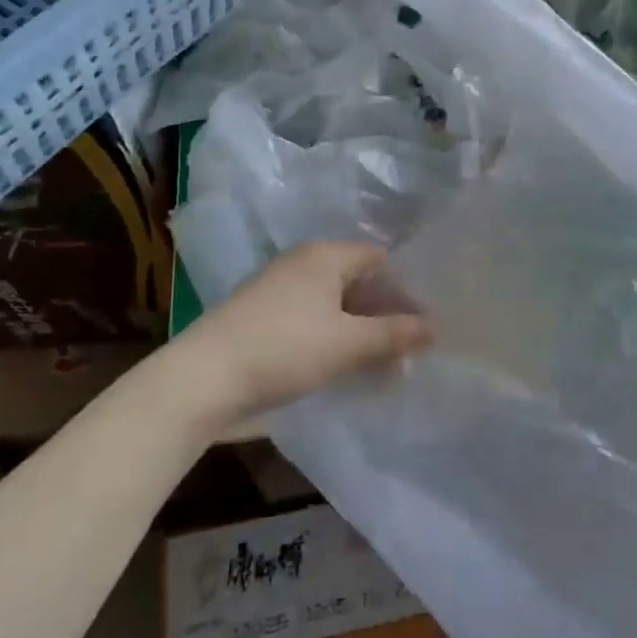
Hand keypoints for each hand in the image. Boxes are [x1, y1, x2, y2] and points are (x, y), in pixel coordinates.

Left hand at [179, 242, 430, 426]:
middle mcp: (303, 264)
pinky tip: (347, 369)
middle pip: (358, 283)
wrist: (202, 380)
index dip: (405, 289)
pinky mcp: (264, 319)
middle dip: (386, 315)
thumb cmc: (284, 349)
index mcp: (324, 256)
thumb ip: (394, 334)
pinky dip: (336, 340)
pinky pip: (314, 322)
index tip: (424, 324)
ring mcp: (280, 291)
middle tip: (409, 351)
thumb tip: (434, 327)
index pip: (379, 260)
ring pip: (336, 306)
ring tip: (384, 367)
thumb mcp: (348, 343)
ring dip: (362, 332)